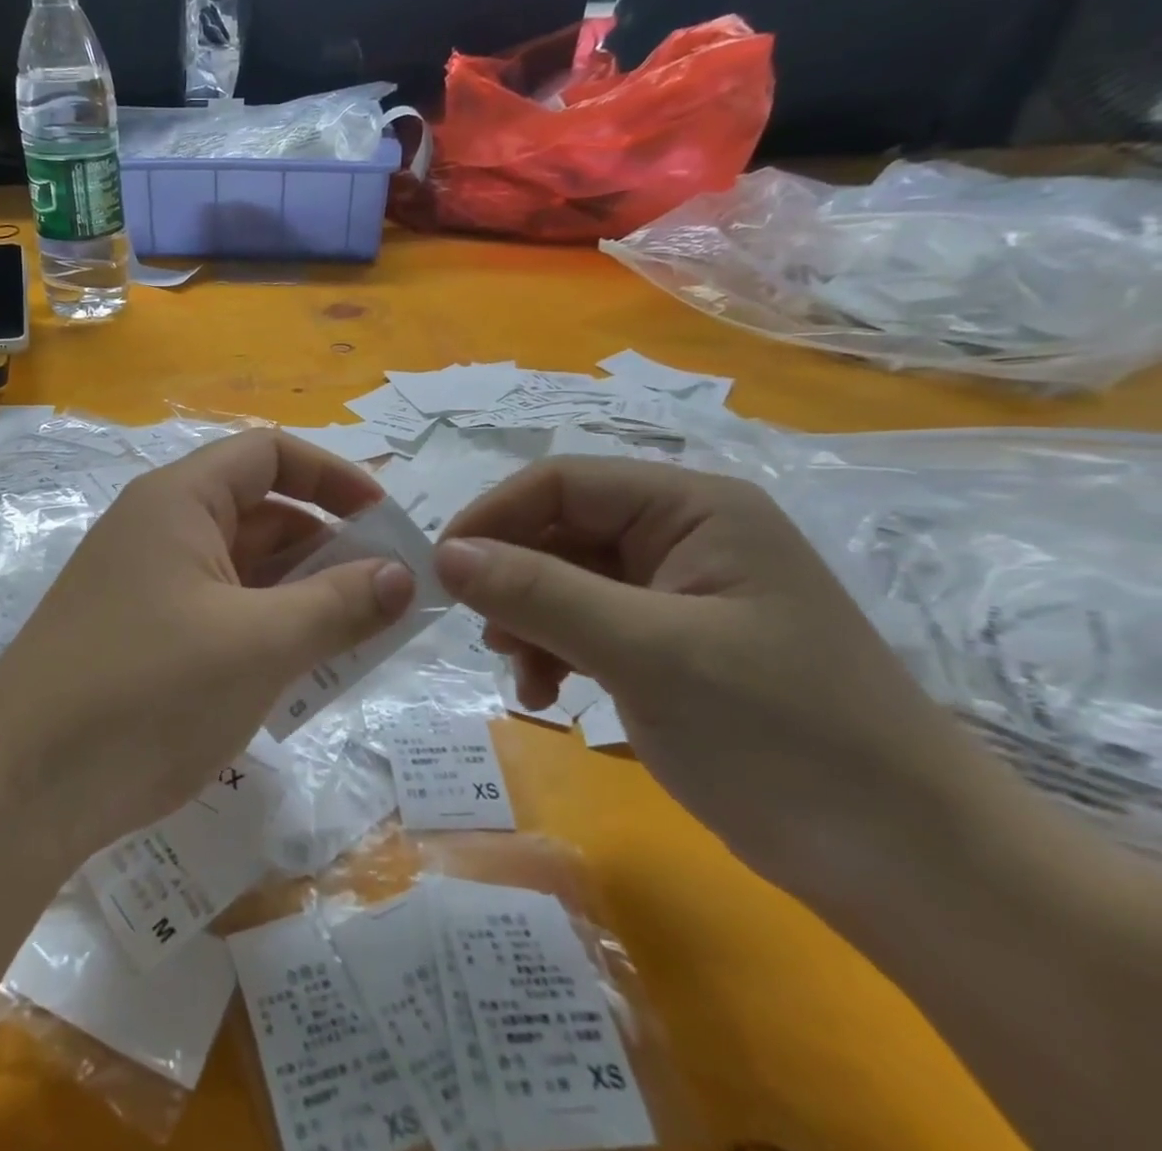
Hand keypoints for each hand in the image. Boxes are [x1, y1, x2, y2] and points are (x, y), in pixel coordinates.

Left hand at [0, 431, 415, 860]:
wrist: (20, 788)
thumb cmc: (147, 692)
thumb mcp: (259, 645)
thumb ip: (338, 605)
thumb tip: (403, 575)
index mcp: (179, 500)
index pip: (269, 454)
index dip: (333, 476)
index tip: (386, 521)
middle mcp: (158, 528)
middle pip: (259, 512)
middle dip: (327, 546)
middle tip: (387, 594)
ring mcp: (145, 583)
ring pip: (242, 569)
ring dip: (300, 594)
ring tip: (357, 637)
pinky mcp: (139, 635)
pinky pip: (219, 612)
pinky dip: (264, 629)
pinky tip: (299, 672)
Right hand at [434, 457, 980, 894]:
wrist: (911, 869)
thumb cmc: (782, 736)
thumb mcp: (646, 653)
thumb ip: (538, 593)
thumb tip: (444, 554)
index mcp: (693, 508)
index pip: (562, 482)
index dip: (493, 517)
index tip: (441, 570)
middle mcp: (684, 535)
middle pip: (561, 530)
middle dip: (512, 579)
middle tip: (483, 634)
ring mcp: (679, 592)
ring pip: (566, 580)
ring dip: (529, 620)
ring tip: (520, 673)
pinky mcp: (673, 644)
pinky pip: (587, 624)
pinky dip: (556, 652)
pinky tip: (548, 695)